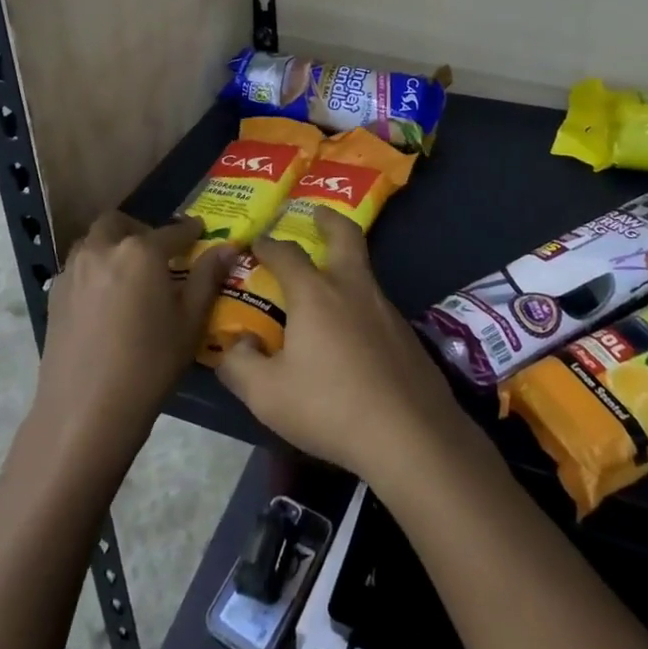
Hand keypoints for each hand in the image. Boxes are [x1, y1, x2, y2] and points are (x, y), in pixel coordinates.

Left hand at [32, 211, 233, 465]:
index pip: (173, 231)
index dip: (190, 231)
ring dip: (113, 245)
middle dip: (140, 229)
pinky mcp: (54, 294)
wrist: (85, 413)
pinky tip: (105, 299)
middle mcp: (103, 248)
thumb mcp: (190, 322)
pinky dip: (94, 269)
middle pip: (121, 223)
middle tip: (157, 253)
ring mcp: (73, 270)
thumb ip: (207, 277)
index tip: (200, 231)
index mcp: (140, 251)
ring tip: (130, 274)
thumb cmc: (149, 366)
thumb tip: (227, 247)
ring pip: (94, 241)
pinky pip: (78, 266)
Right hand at [214, 208, 465, 484]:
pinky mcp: (407, 335)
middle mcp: (353, 289)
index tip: (257, 241)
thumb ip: (240, 366)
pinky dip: (360, 304)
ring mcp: (386, 310)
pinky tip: (353, 336)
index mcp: (315, 294)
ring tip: (328, 285)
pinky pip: (376, 306)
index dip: (269, 245)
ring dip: (345, 264)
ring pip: (363, 272)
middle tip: (317, 212)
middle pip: (345, 237)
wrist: (411, 436)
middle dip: (329, 220)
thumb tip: (236, 345)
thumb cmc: (331, 406)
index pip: (287, 254)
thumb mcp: (267, 395)